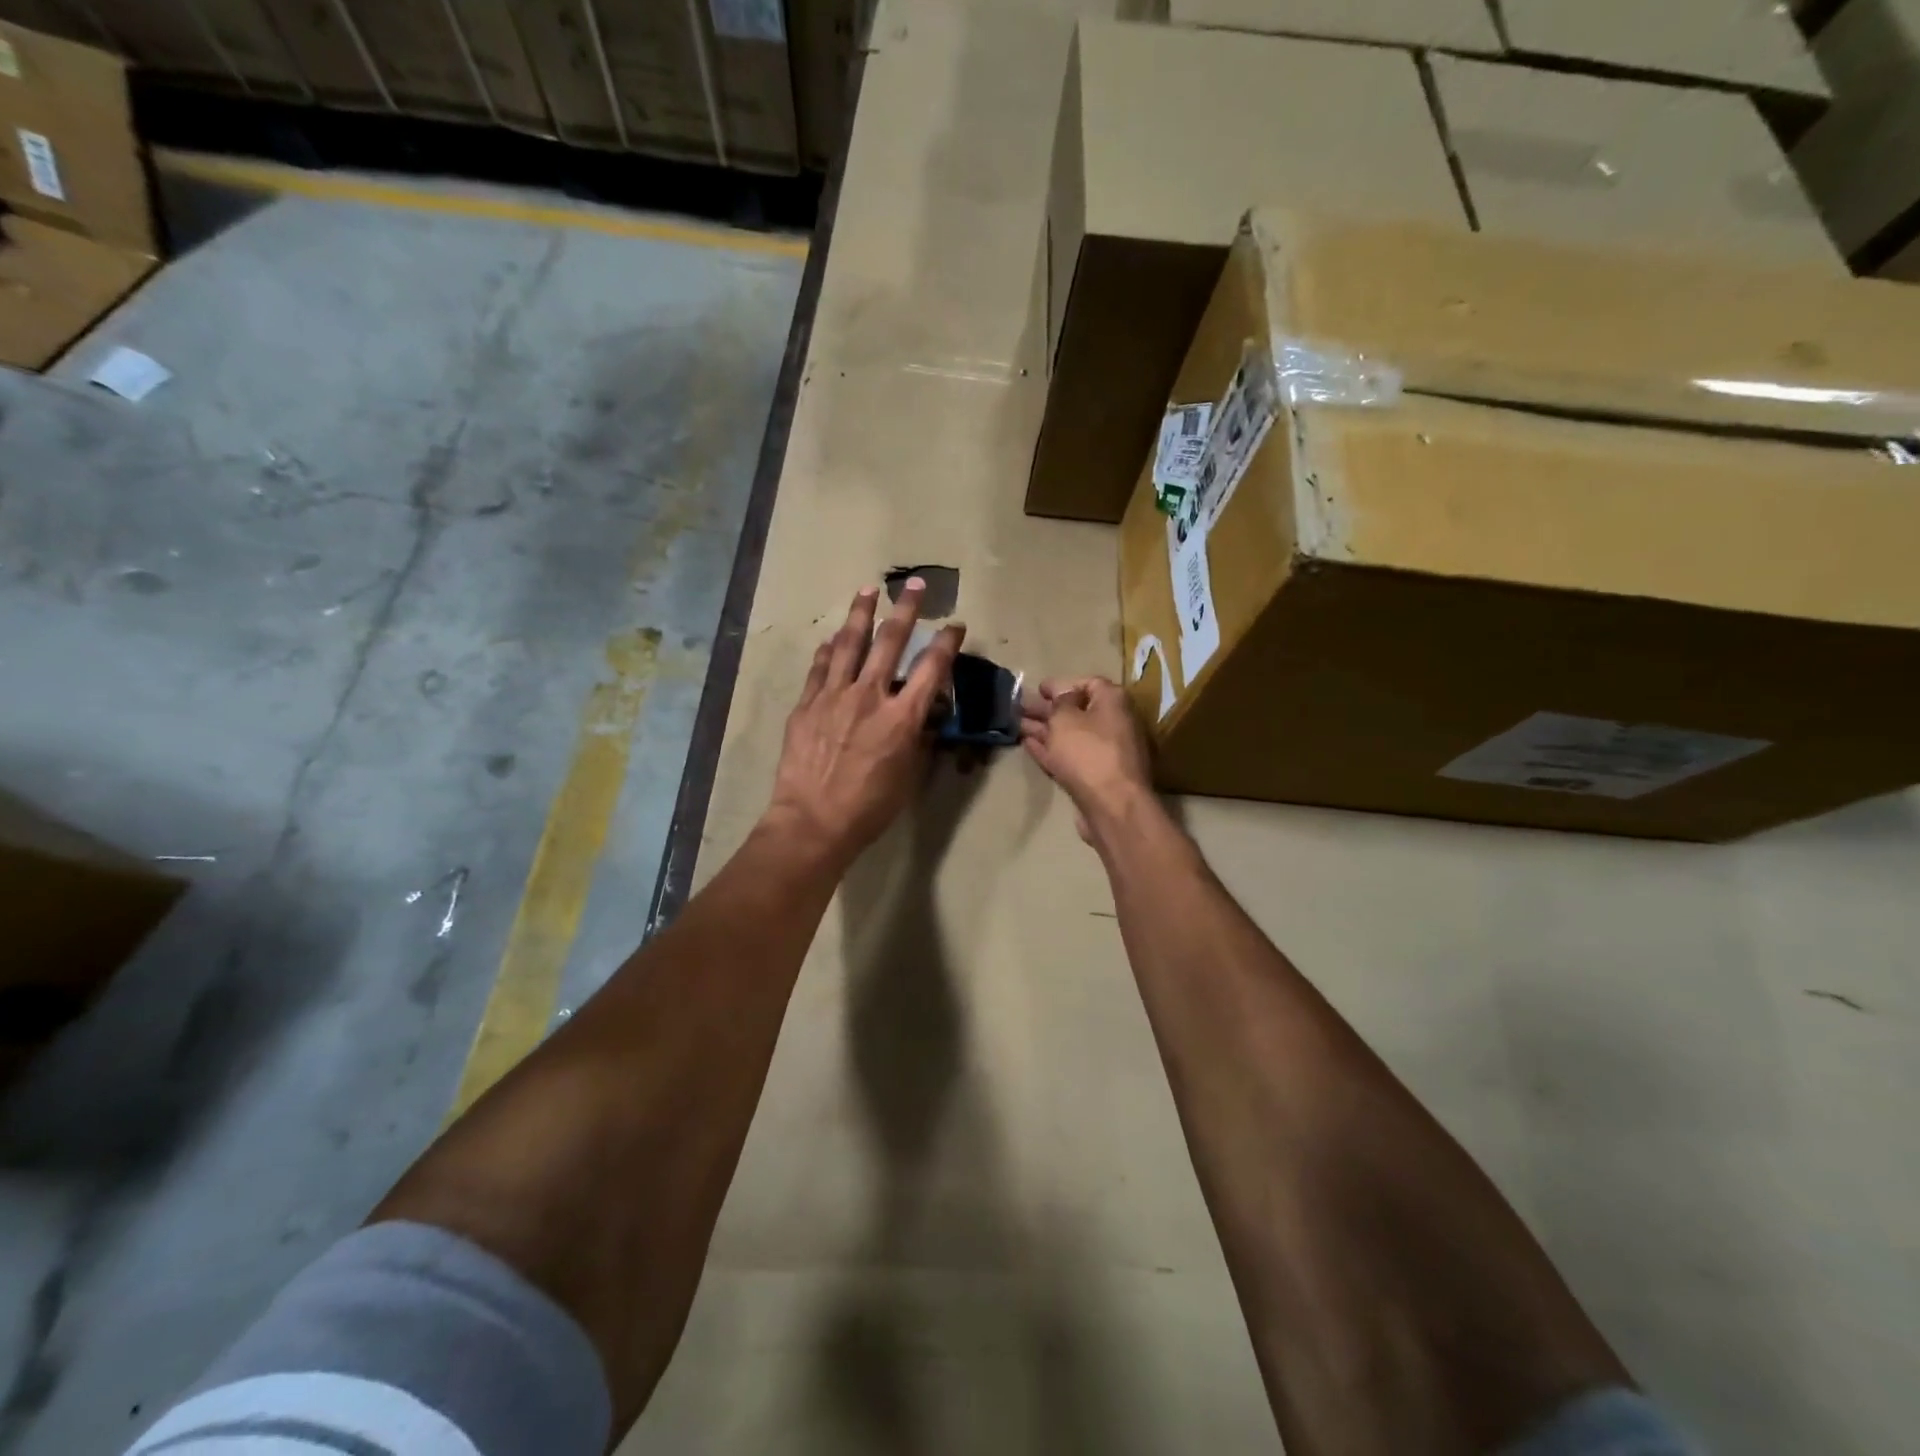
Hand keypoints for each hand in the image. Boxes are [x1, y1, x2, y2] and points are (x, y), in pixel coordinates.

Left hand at [766, 580, 964, 868]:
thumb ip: (918, 739)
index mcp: (902, 717)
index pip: (931, 668)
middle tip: (914, 584)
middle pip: (891, 641)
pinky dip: (828, 650)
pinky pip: (820, 668)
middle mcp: (870, 696)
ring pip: (850, 644)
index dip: (946, 642)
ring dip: (861, 614)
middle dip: (906, 609)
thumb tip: (924, 714)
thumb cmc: (870, 807)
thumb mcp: (909, 776)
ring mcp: (834, 696)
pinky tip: (832, 638)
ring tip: (867, 590)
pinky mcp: (807, 704)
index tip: (955, 625)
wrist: (813, 821)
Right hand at [1020, 677, 1152, 844]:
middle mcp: (1114, 723)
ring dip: (1045, 729)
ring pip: (1070, 735)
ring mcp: (1105, 752)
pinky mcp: (1095, 776)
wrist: (1111, 805)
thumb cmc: (1088, 752)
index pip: (1088, 683)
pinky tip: (1029, 745)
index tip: (1039, 689)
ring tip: (1017, 725)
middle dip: (1048, 708)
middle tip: (1020, 707)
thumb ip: (1059, 701)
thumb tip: (1062, 693)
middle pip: (1077, 710)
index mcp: (1113, 702)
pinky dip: (1050, 749)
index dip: (1061, 684)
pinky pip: (1070, 755)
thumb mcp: (1065, 718)